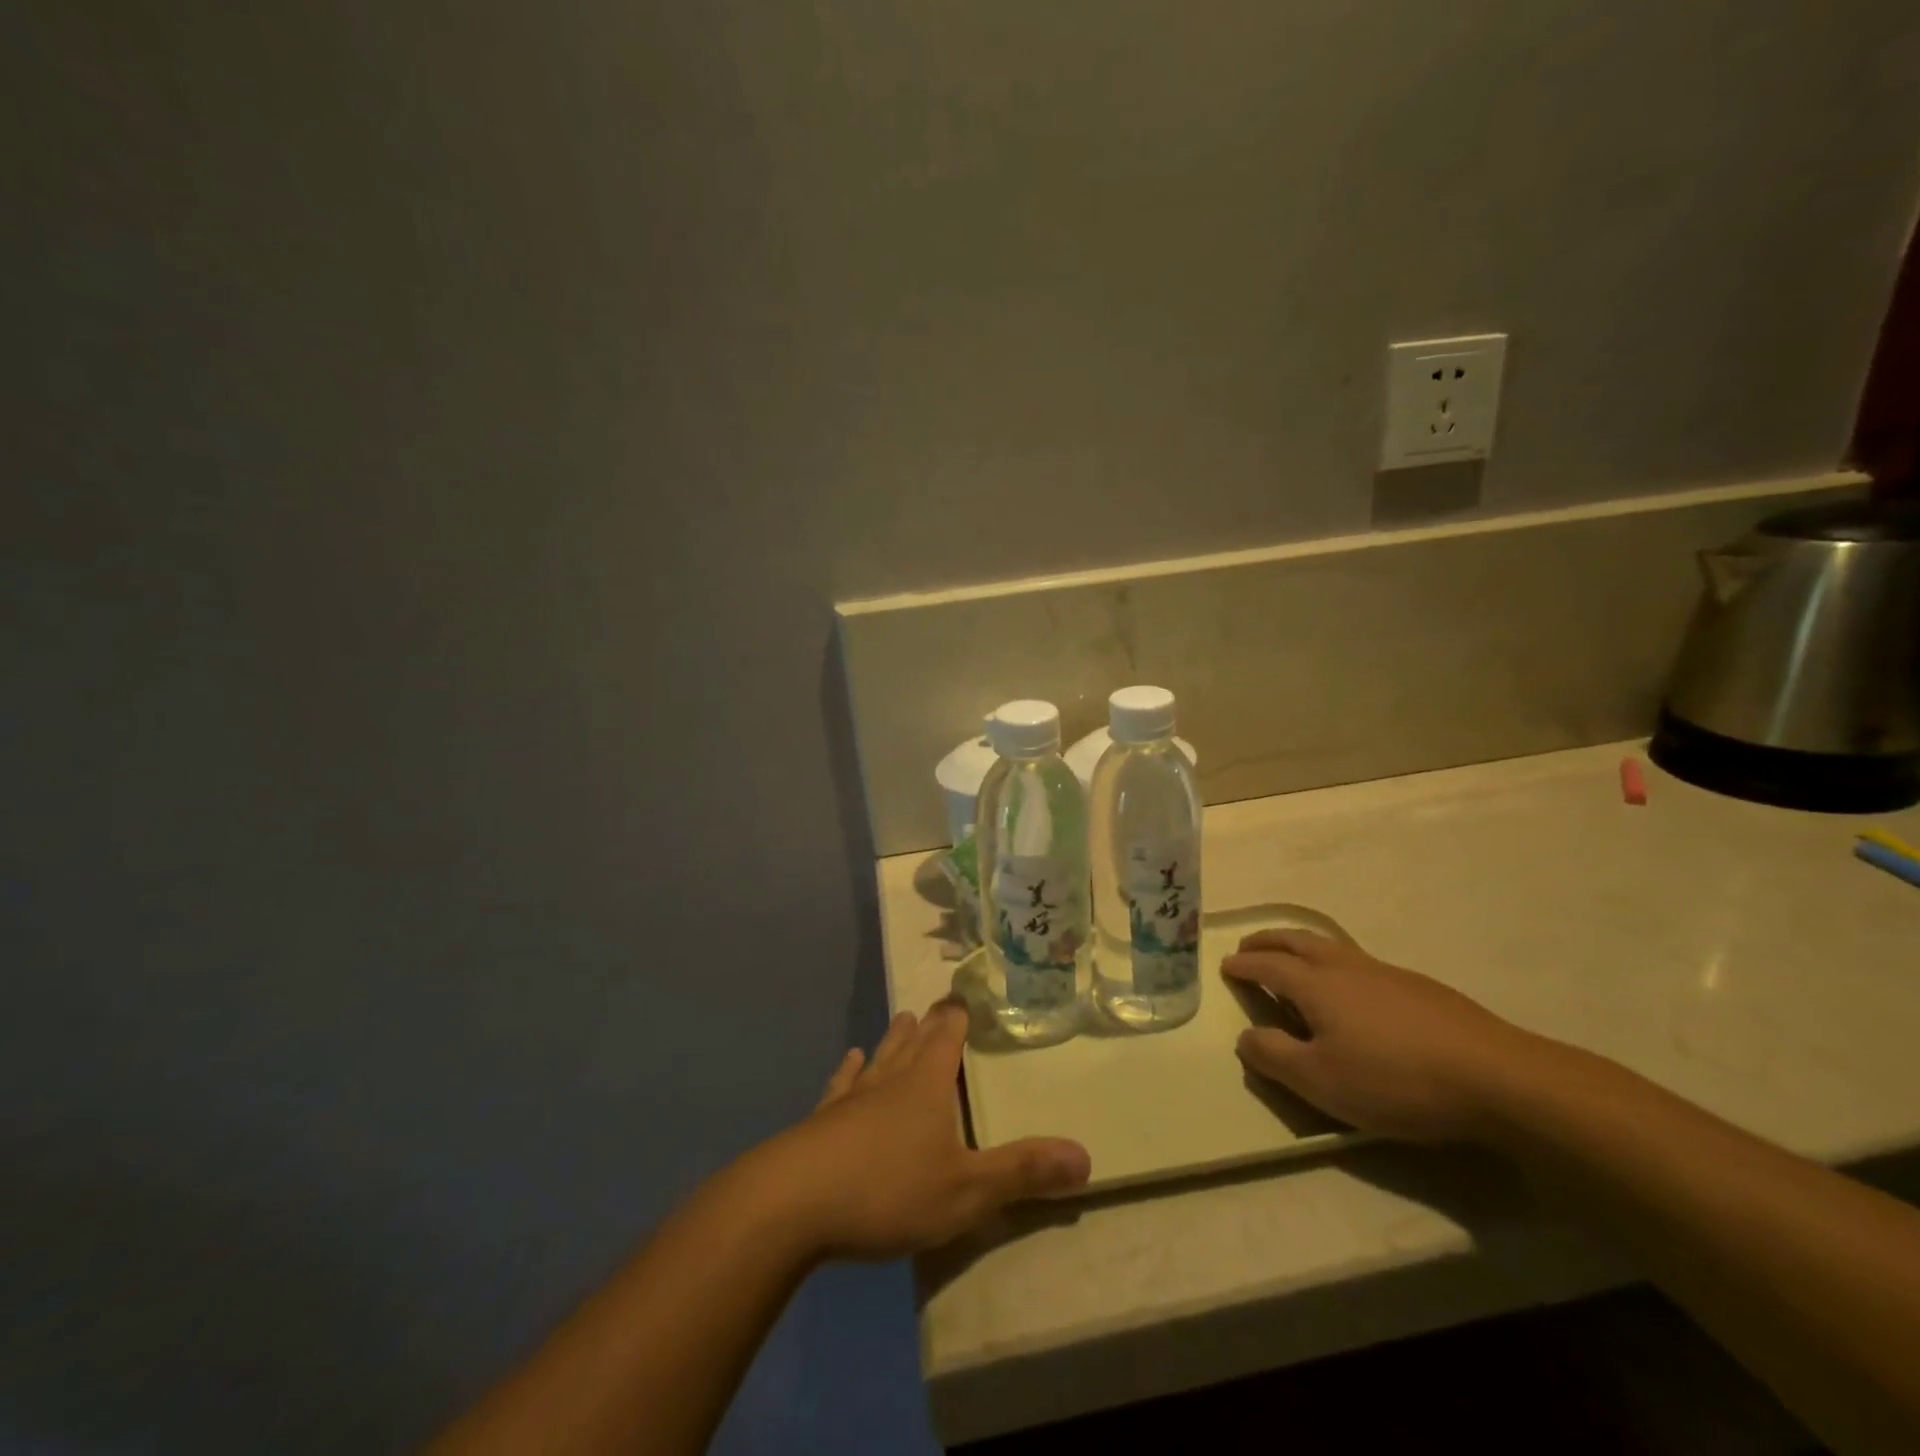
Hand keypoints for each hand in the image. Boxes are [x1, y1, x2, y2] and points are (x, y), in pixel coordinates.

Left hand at [758, 1001, 1090, 1260]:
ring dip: (893, 1040)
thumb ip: (1022, 1172)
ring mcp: (852, 1097)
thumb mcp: (966, 1191)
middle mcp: (891, 1078)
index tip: (965, 995)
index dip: (959, 1016)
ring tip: (903, 1019)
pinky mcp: (822, 1120)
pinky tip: (849, 1060)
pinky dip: (849, 1071)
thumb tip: (1086, 1156)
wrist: (793, 1203)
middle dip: (930, 1024)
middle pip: (914, 1041)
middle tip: (938, 1006)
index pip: (949, 1036)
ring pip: (880, 1057)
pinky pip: (841, 1085)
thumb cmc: (887, 1189)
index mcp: (928, 1084)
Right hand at [1222, 930, 1536, 1143]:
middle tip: (1249, 946)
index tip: (1226, 966)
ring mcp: (1385, 973)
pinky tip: (1350, 987)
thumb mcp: (1321, 1082)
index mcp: (1315, 985)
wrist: (1496, 1077)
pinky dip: (1334, 961)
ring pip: (1330, 946)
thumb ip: (1274, 1057)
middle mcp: (1344, 967)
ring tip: (1292, 958)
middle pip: (1296, 941)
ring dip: (1300, 945)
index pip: (1268, 965)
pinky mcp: (1418, 987)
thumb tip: (1245, 1036)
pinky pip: (1358, 961)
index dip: (1244, 965)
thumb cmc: (1395, 1080)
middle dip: (1268, 941)